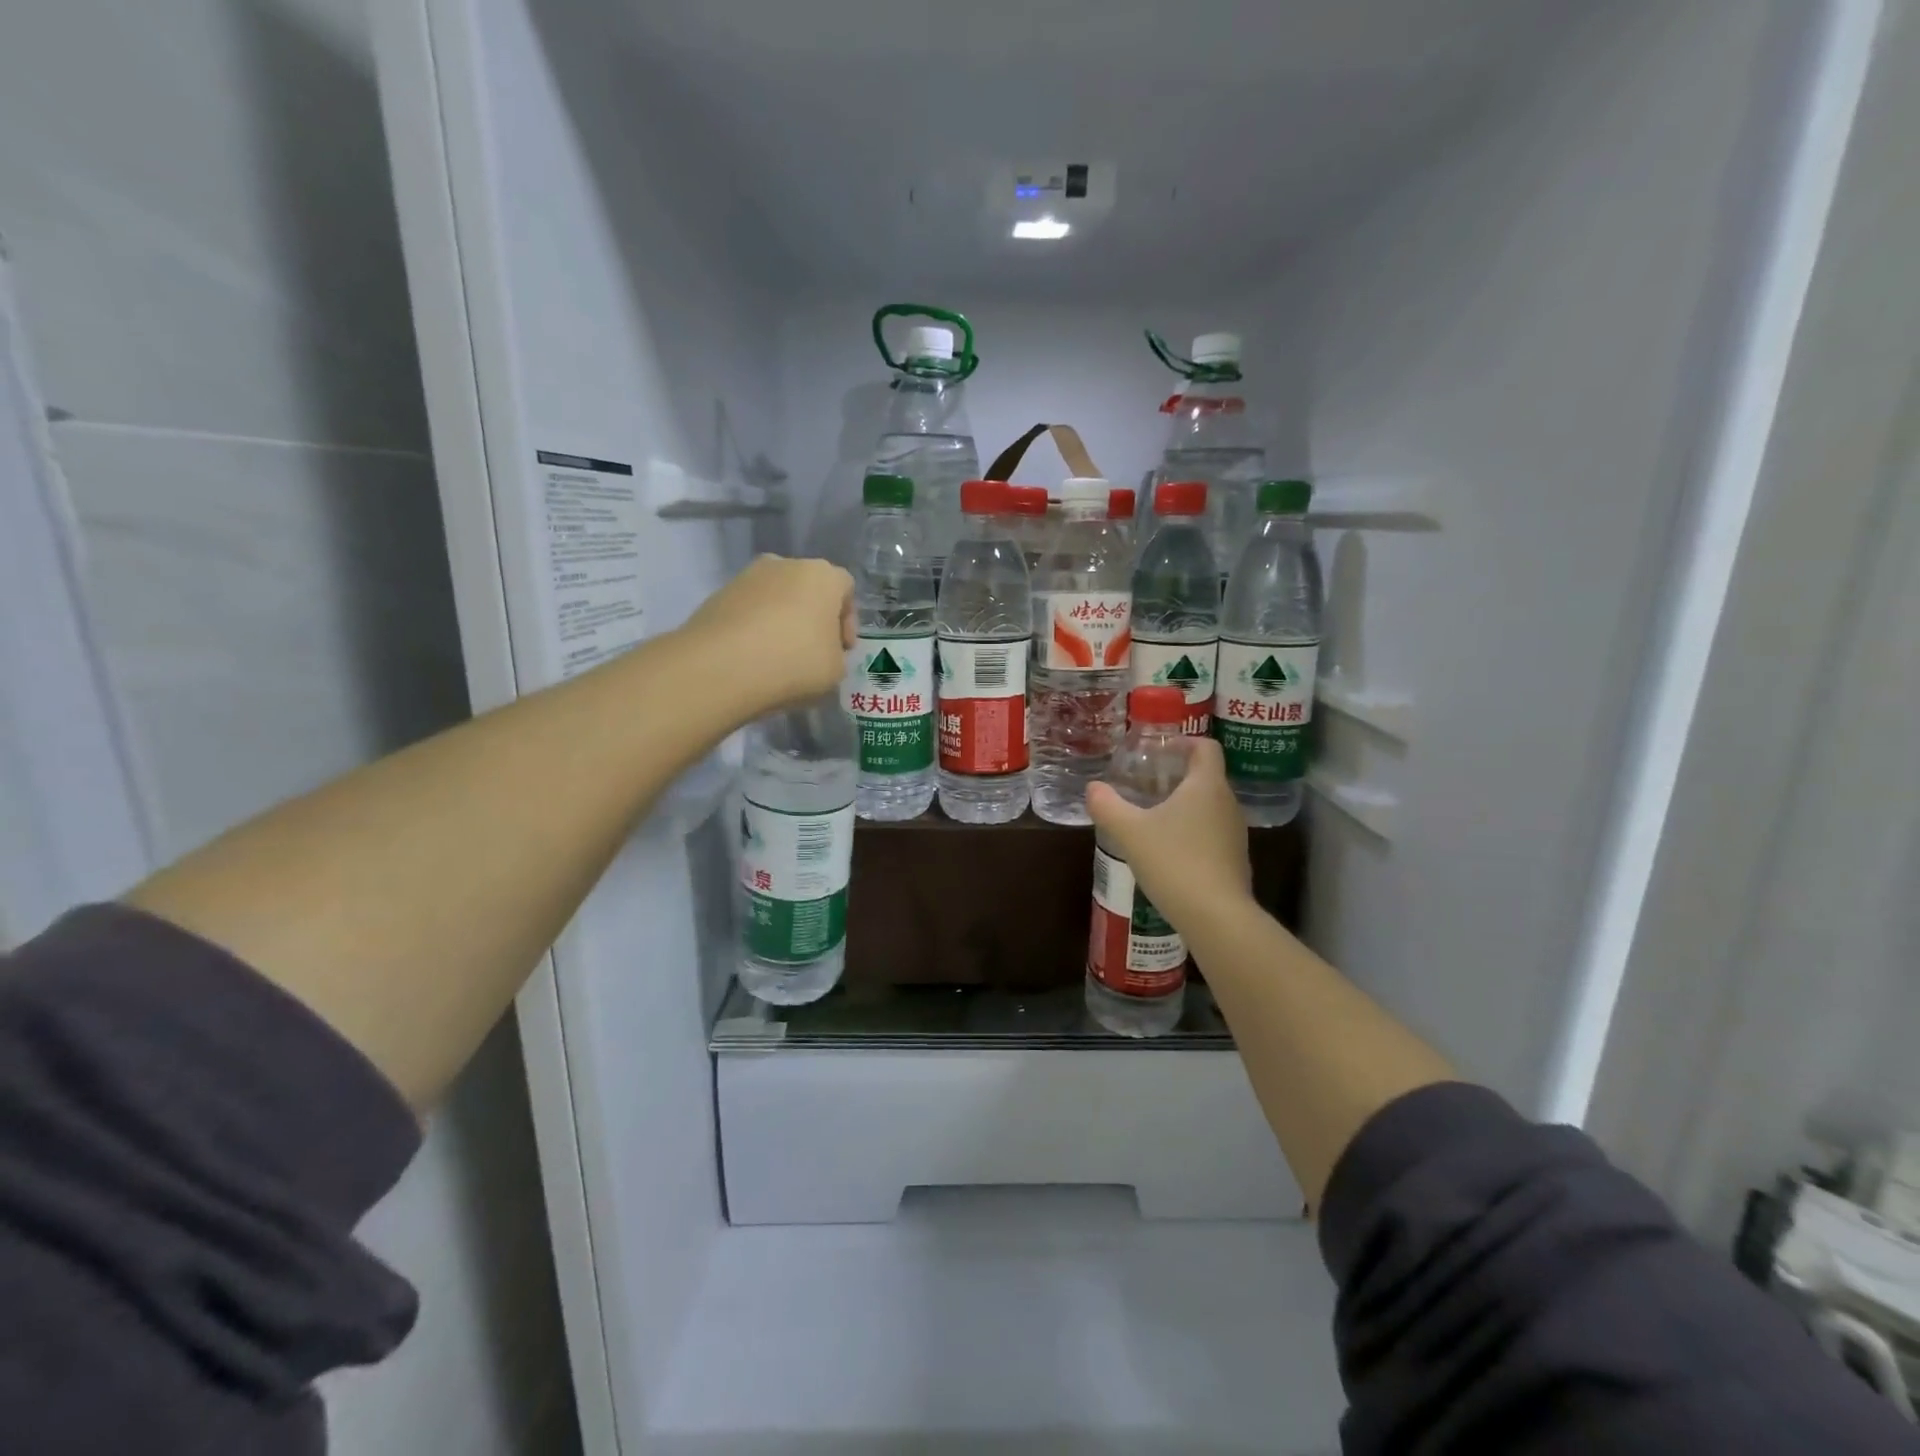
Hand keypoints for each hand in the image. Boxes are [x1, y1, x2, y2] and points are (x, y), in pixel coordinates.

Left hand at [680, 555, 854, 710]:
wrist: (721, 666)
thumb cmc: (794, 662)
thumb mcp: (835, 670)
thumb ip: (836, 655)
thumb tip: (822, 651)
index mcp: (822, 576)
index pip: (846, 588)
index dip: (848, 620)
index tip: (842, 649)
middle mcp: (785, 564)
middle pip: (809, 589)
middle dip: (814, 617)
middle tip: (813, 651)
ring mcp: (747, 576)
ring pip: (777, 597)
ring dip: (783, 621)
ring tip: (779, 656)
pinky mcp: (719, 595)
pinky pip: (749, 610)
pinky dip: (755, 628)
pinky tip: (753, 657)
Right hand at [1086, 739, 1253, 933]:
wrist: (1216, 916)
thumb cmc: (1173, 861)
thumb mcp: (1130, 831)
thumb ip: (1107, 806)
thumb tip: (1093, 788)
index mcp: (1206, 785)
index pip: (1206, 747)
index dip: (1184, 742)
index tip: (1160, 750)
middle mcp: (1227, 803)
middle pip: (1207, 776)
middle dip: (1178, 775)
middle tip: (1147, 782)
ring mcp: (1235, 833)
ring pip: (1210, 806)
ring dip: (1185, 805)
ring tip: (1154, 816)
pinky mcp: (1235, 860)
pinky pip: (1213, 833)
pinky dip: (1193, 832)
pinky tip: (1168, 850)